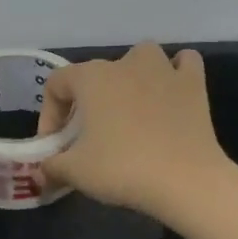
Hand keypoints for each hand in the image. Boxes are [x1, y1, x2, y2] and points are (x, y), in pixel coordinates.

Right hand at [38, 42, 233, 221]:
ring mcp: (163, 69)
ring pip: (141, 58)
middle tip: (89, 137)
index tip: (56, 145)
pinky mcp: (194, 83)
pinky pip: (183, 64)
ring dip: (132, 76)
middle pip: (96, 73)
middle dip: (88, 102)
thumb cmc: (123, 169)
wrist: (186, 180)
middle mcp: (125, 63)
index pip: (57, 84)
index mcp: (92, 77)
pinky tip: (170, 92)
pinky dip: (175, 73)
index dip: (50, 114)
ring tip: (129, 107)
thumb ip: (52, 166)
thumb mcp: (75, 172)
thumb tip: (43, 172)